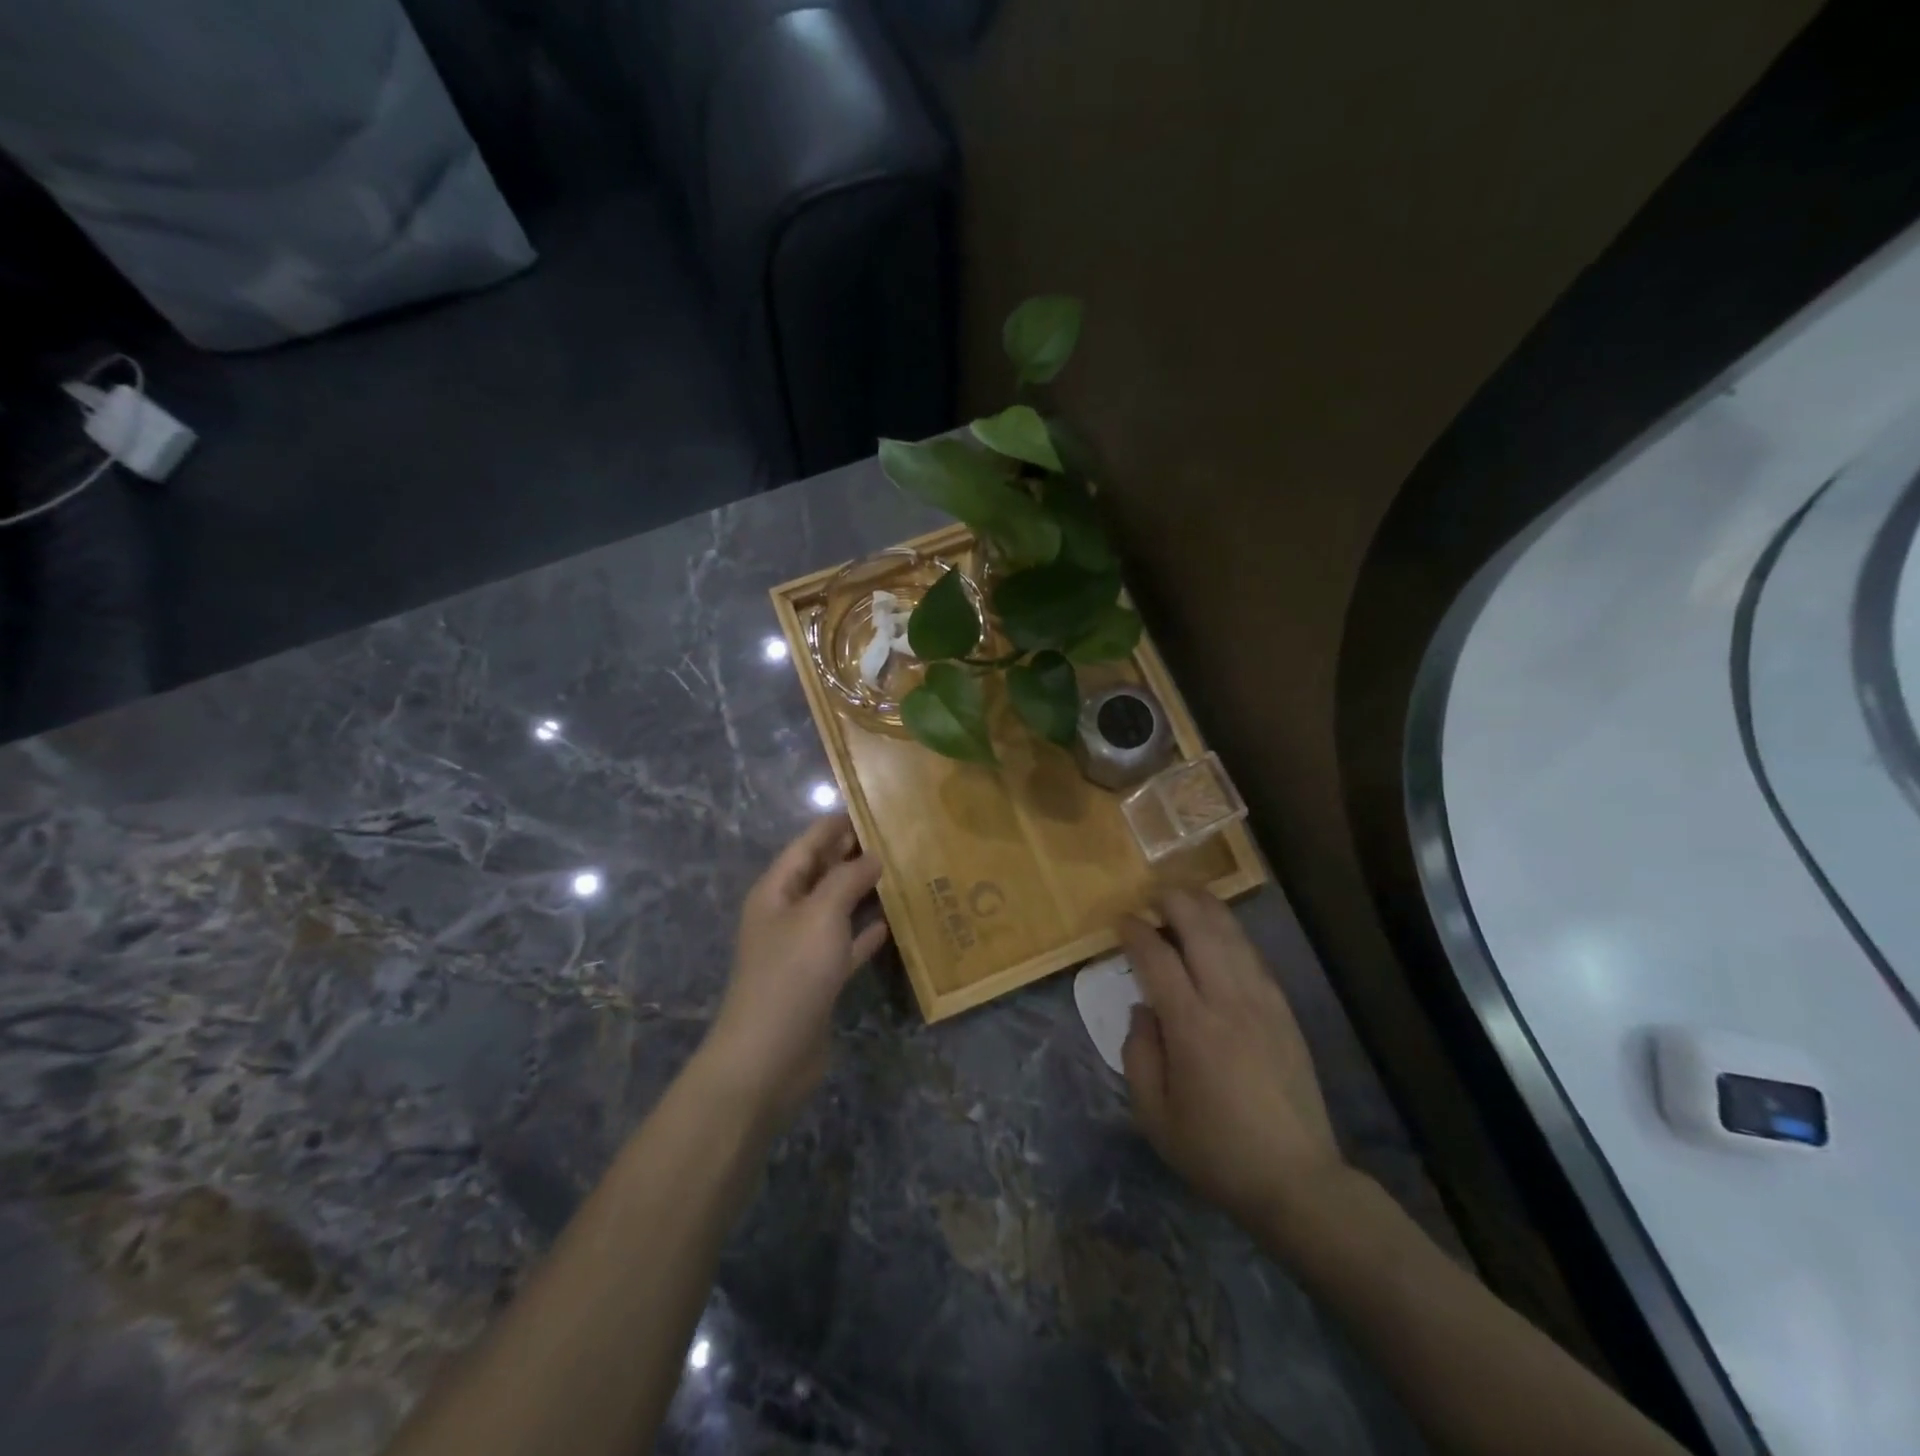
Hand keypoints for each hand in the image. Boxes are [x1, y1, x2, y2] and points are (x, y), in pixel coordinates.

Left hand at [701, 814, 888, 1125]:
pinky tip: (892, 923)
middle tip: (895, 837)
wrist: (769, 1056)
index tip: (869, 807)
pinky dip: (865, 933)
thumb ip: (846, 880)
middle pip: (821, 874)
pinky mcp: (818, 979)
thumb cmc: (791, 973)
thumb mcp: (820, 915)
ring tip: (901, 872)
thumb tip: (872, 856)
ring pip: (836, 909)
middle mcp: (786, 914)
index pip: (806, 845)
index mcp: (776, 891)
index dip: (834, 826)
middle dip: (852, 856)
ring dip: (863, 893)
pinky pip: (845, 945)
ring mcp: (801, 948)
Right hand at [1118, 889, 1345, 1229]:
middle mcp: (1229, 1002)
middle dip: (1175, 902)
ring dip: (1207, 908)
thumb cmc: (1216, 1151)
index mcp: (1192, 1027)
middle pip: (1202, 930)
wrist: (1297, 1180)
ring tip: (1186, 895)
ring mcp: (1263, 1003)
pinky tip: (1222, 931)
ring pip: (1233, 936)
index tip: (1122, 920)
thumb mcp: (1154, 1115)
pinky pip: (1255, 957)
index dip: (1136, 932)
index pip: (1158, 958)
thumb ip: (1138, 1054)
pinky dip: (1233, 934)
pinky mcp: (1285, 1012)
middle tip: (1153, 893)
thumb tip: (1143, 1009)